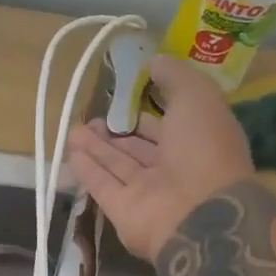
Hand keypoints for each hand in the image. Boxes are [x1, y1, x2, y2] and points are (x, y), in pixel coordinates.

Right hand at [67, 55, 254, 260]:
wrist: (203, 215)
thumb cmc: (204, 149)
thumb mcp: (198, 98)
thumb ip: (176, 77)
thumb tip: (156, 61)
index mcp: (196, 143)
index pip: (166, 127)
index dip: (146, 114)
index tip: (124, 100)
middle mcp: (173, 170)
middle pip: (138, 149)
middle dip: (115, 133)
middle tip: (91, 117)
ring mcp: (148, 194)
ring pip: (117, 166)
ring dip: (96, 148)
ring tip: (73, 130)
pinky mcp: (124, 213)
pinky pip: (103, 186)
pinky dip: (87, 169)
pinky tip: (71, 152)